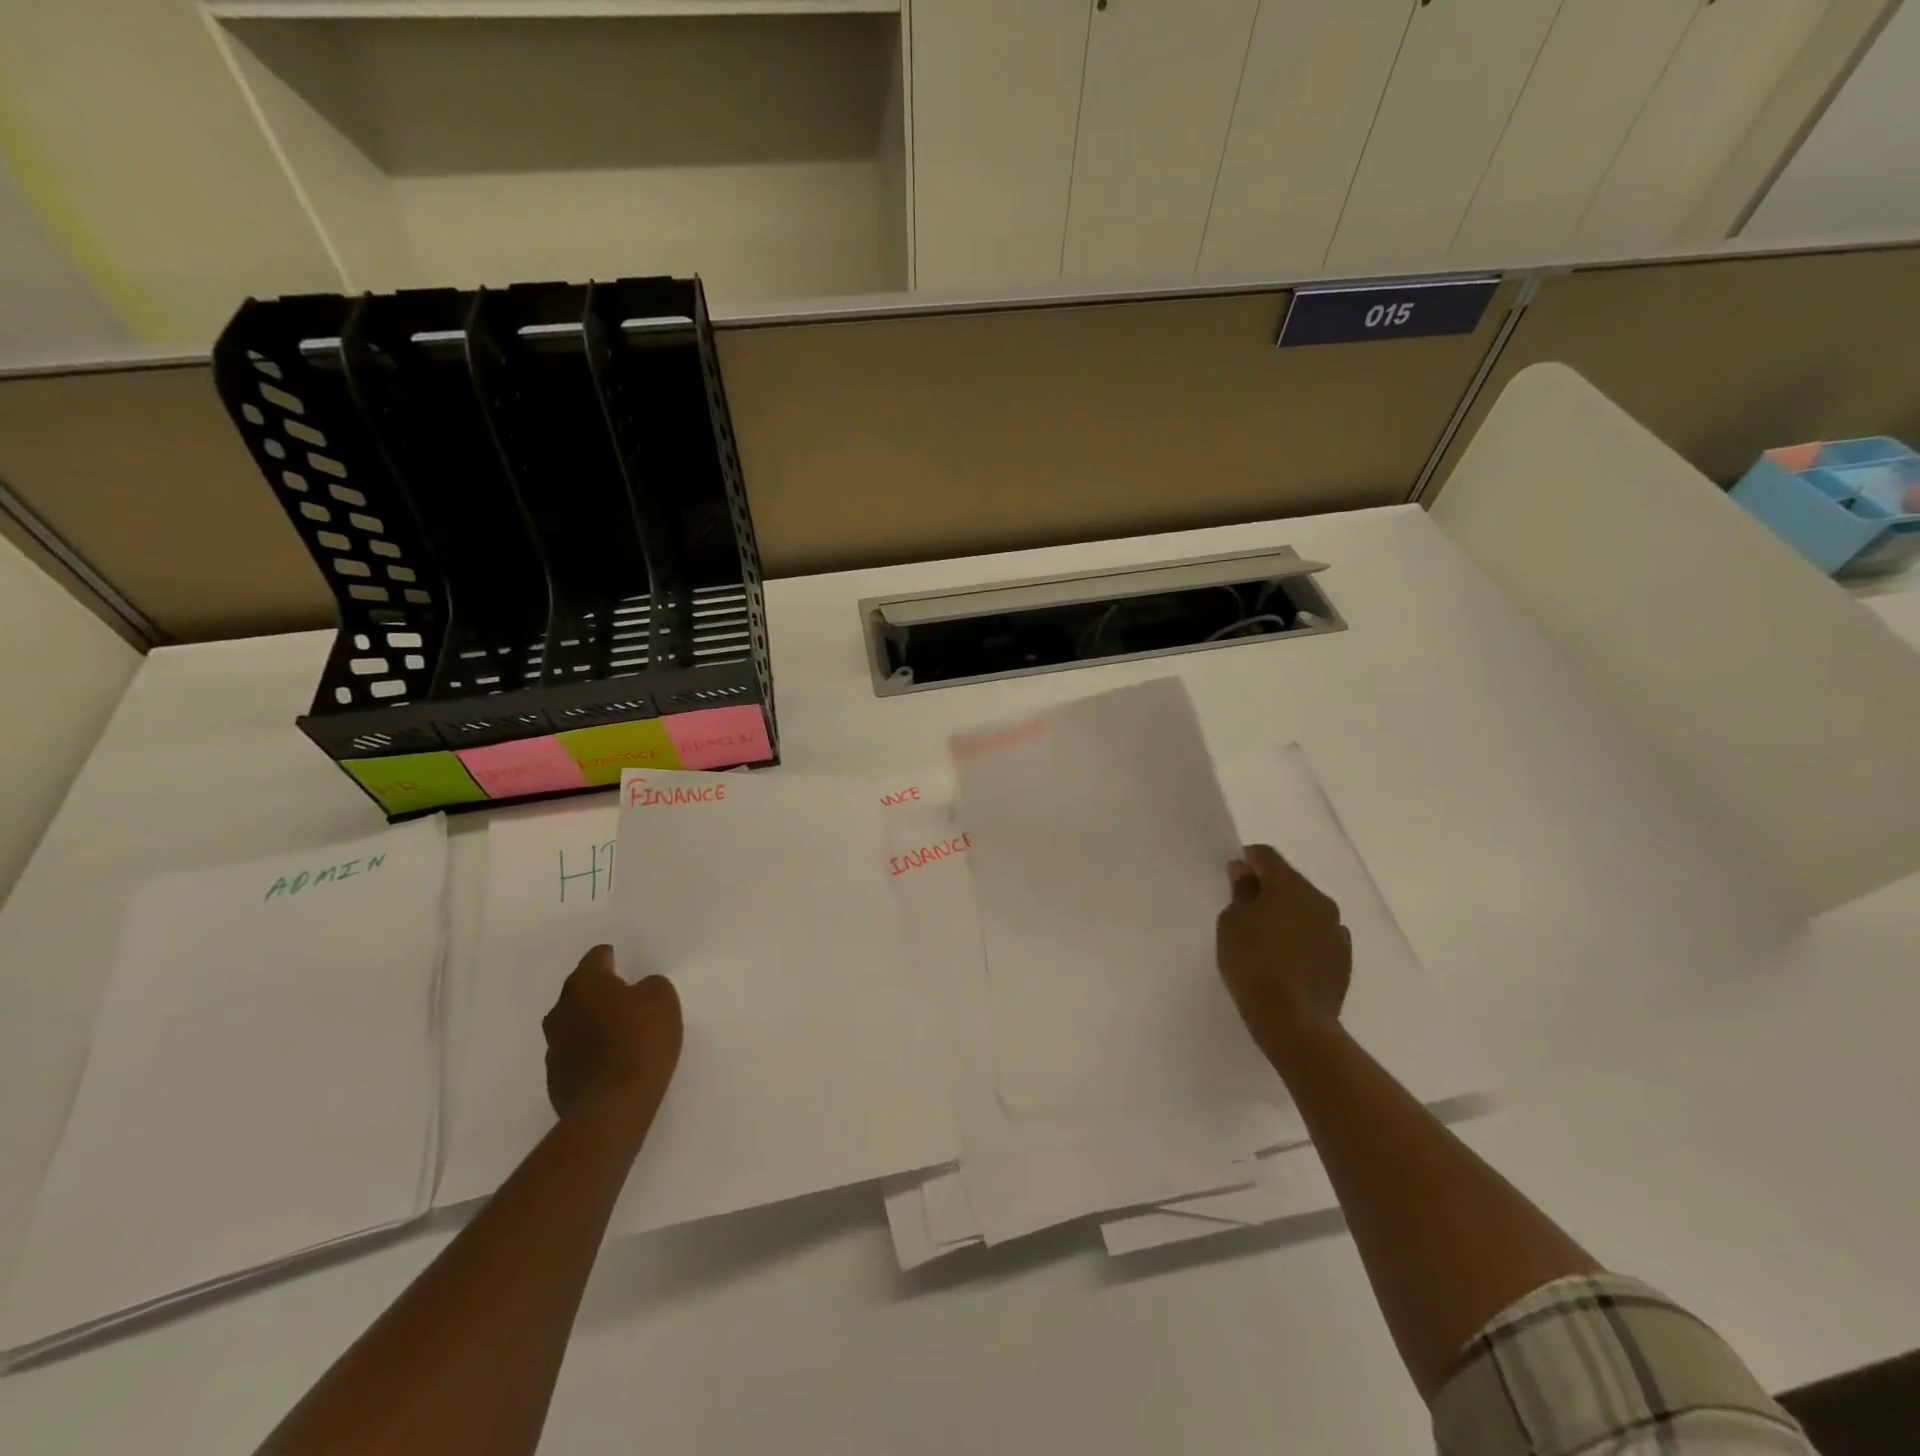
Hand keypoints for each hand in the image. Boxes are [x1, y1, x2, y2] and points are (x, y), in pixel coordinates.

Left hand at [543, 944, 682, 1131]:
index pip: (595, 958)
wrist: (612, 1106)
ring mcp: (553, 1047)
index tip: (621, 962)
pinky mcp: (555, 1079)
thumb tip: (639, 990)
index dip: (610, 958)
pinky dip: (588, 1052)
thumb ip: (650, 986)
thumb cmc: (640, 1040)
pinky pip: (574, 1054)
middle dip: (598, 991)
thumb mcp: (662, 999)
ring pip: (573, 1023)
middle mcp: (562, 1010)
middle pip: (579, 991)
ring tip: (617, 1030)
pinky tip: (609, 1061)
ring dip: (591, 1022)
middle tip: (623, 996)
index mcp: (586, 984)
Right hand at [1216, 844, 1351, 1060]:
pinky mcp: (1344, 958)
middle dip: (1268, 888)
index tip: (1232, 877)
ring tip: (1266, 936)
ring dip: (1288, 914)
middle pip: (1289, 881)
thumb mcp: (1232, 922)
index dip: (1247, 860)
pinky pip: (1318, 935)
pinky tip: (1287, 958)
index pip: (1267, 856)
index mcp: (1290, 884)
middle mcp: (1319, 900)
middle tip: (1245, 909)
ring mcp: (1336, 930)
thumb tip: (1246, 871)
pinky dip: (1302, 938)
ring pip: (1306, 909)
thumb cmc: (1253, 962)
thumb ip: (1241, 892)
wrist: (1293, 1020)